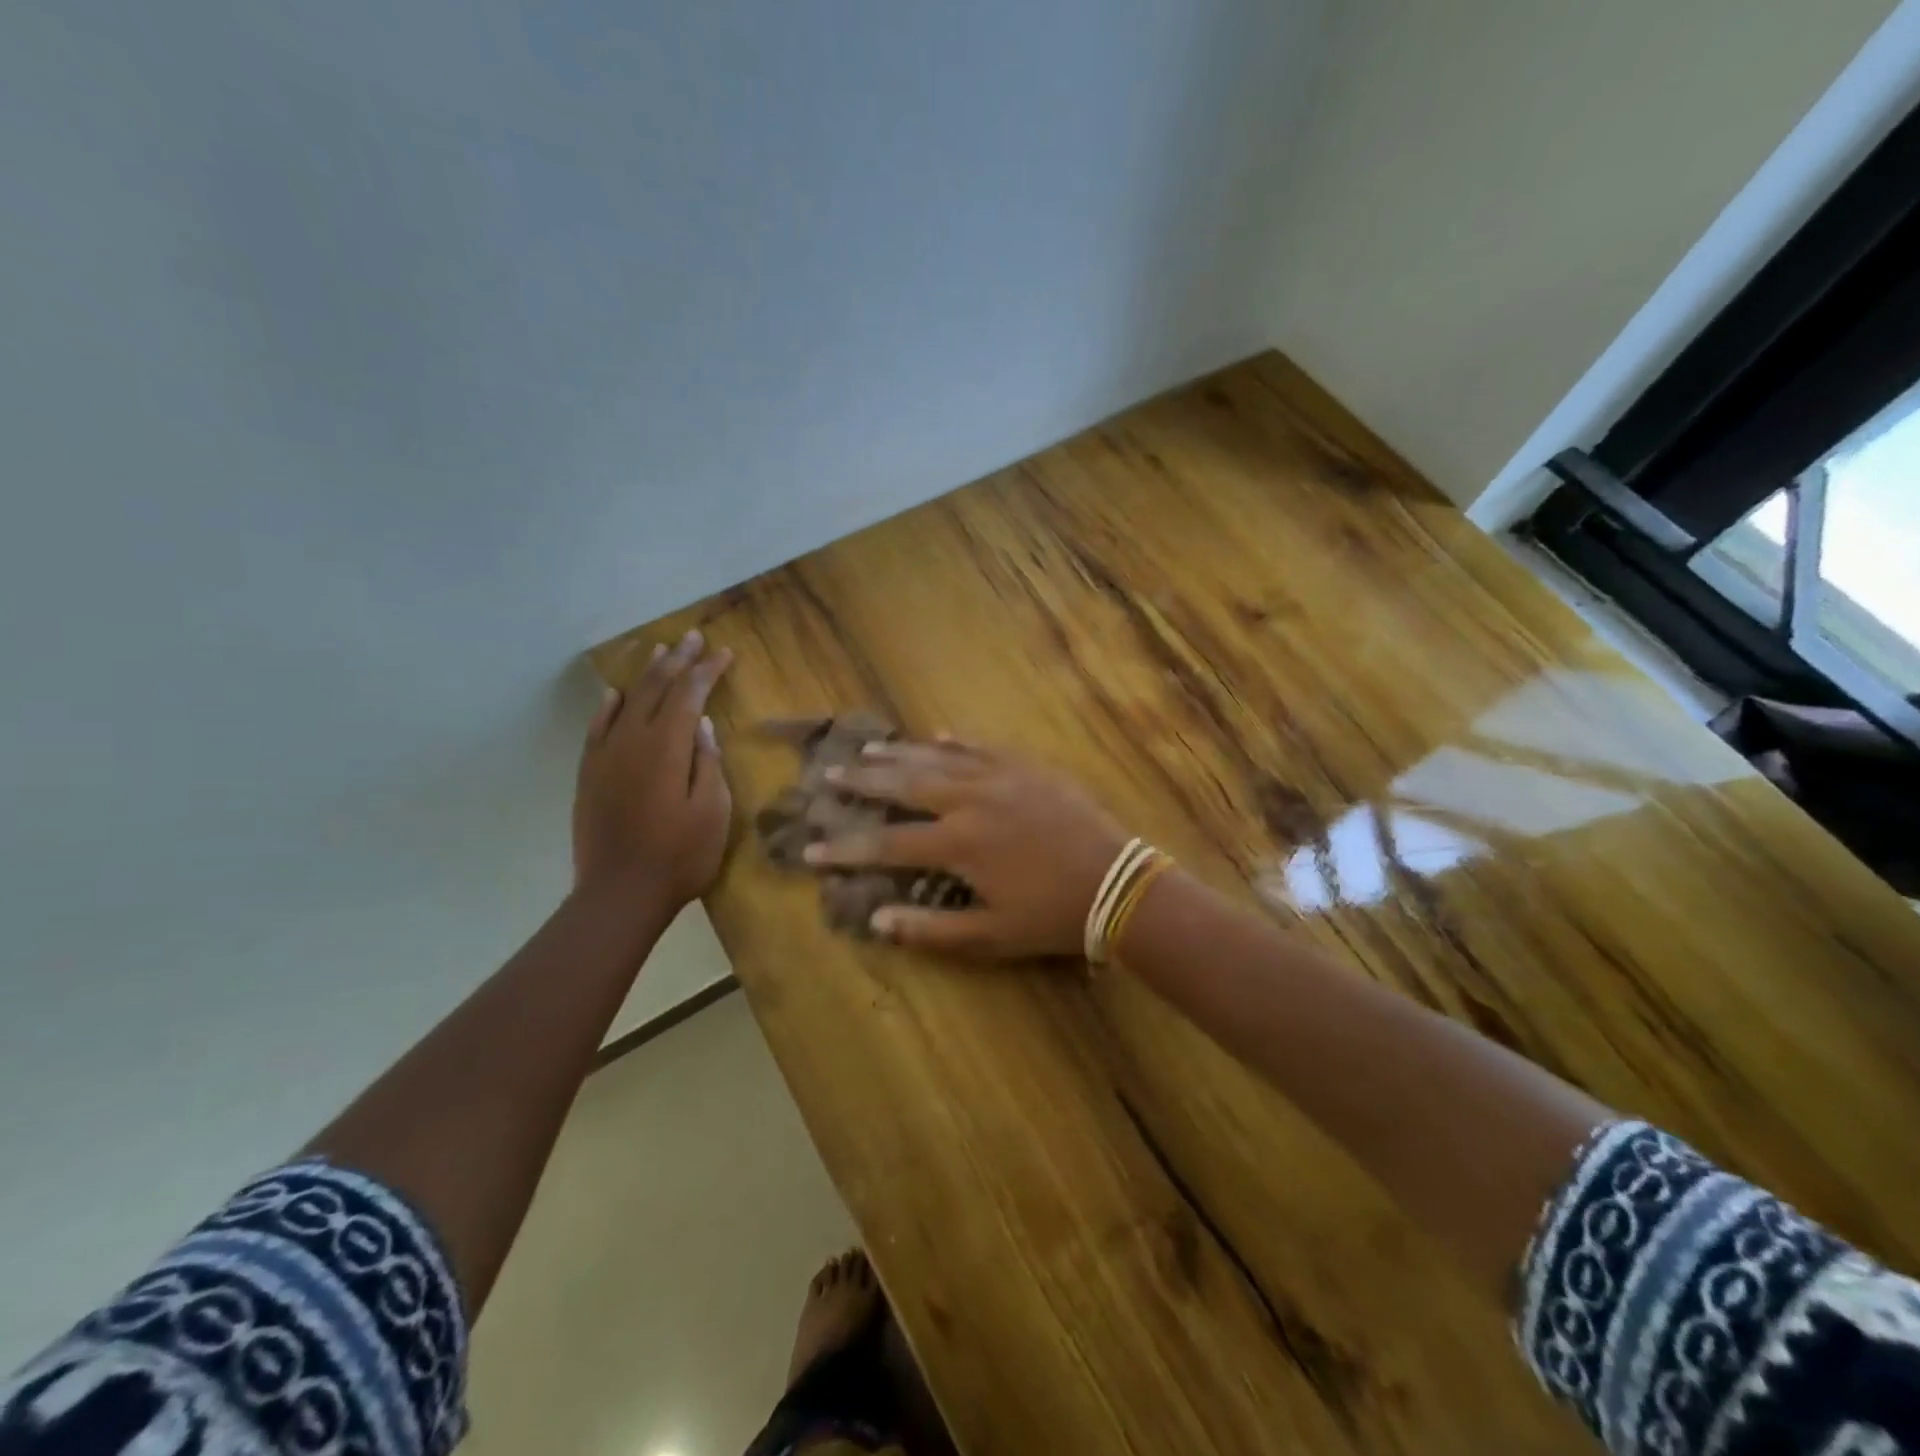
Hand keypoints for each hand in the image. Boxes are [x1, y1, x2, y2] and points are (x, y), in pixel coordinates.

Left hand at [573, 630, 733, 911]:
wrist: (619, 894)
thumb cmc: (680, 856)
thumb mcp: (712, 811)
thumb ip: (707, 762)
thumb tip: (700, 723)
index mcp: (667, 748)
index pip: (688, 695)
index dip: (707, 671)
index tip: (724, 652)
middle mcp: (632, 742)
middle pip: (655, 689)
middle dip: (677, 661)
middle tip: (693, 637)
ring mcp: (605, 757)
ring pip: (625, 702)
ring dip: (645, 675)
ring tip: (661, 652)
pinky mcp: (589, 774)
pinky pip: (597, 728)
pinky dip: (609, 707)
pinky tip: (616, 696)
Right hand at [803, 740, 1128, 956]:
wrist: (1118, 882)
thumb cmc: (1051, 916)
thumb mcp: (990, 936)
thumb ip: (930, 929)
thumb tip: (876, 920)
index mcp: (959, 843)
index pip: (887, 844)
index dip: (846, 848)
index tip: (810, 848)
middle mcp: (970, 800)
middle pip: (905, 784)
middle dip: (864, 781)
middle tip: (831, 774)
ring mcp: (1000, 777)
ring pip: (939, 758)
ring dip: (901, 753)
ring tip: (869, 747)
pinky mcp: (1027, 767)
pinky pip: (983, 747)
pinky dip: (957, 742)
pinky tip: (939, 736)